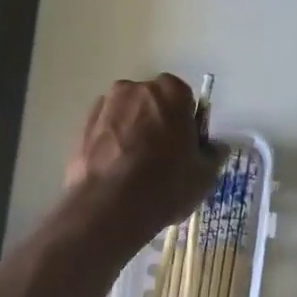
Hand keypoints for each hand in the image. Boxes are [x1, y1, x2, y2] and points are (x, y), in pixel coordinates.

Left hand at [64, 75, 222, 244]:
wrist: (108, 207)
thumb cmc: (165, 185)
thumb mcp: (204, 175)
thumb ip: (213, 154)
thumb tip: (214, 147)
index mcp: (170, 91)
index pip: (184, 99)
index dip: (186, 123)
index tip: (185, 147)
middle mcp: (134, 89)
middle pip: (152, 103)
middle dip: (157, 123)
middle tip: (162, 158)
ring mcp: (104, 106)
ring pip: (126, 116)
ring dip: (132, 132)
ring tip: (135, 169)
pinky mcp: (82, 127)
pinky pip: (105, 131)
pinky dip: (111, 145)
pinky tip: (116, 173)